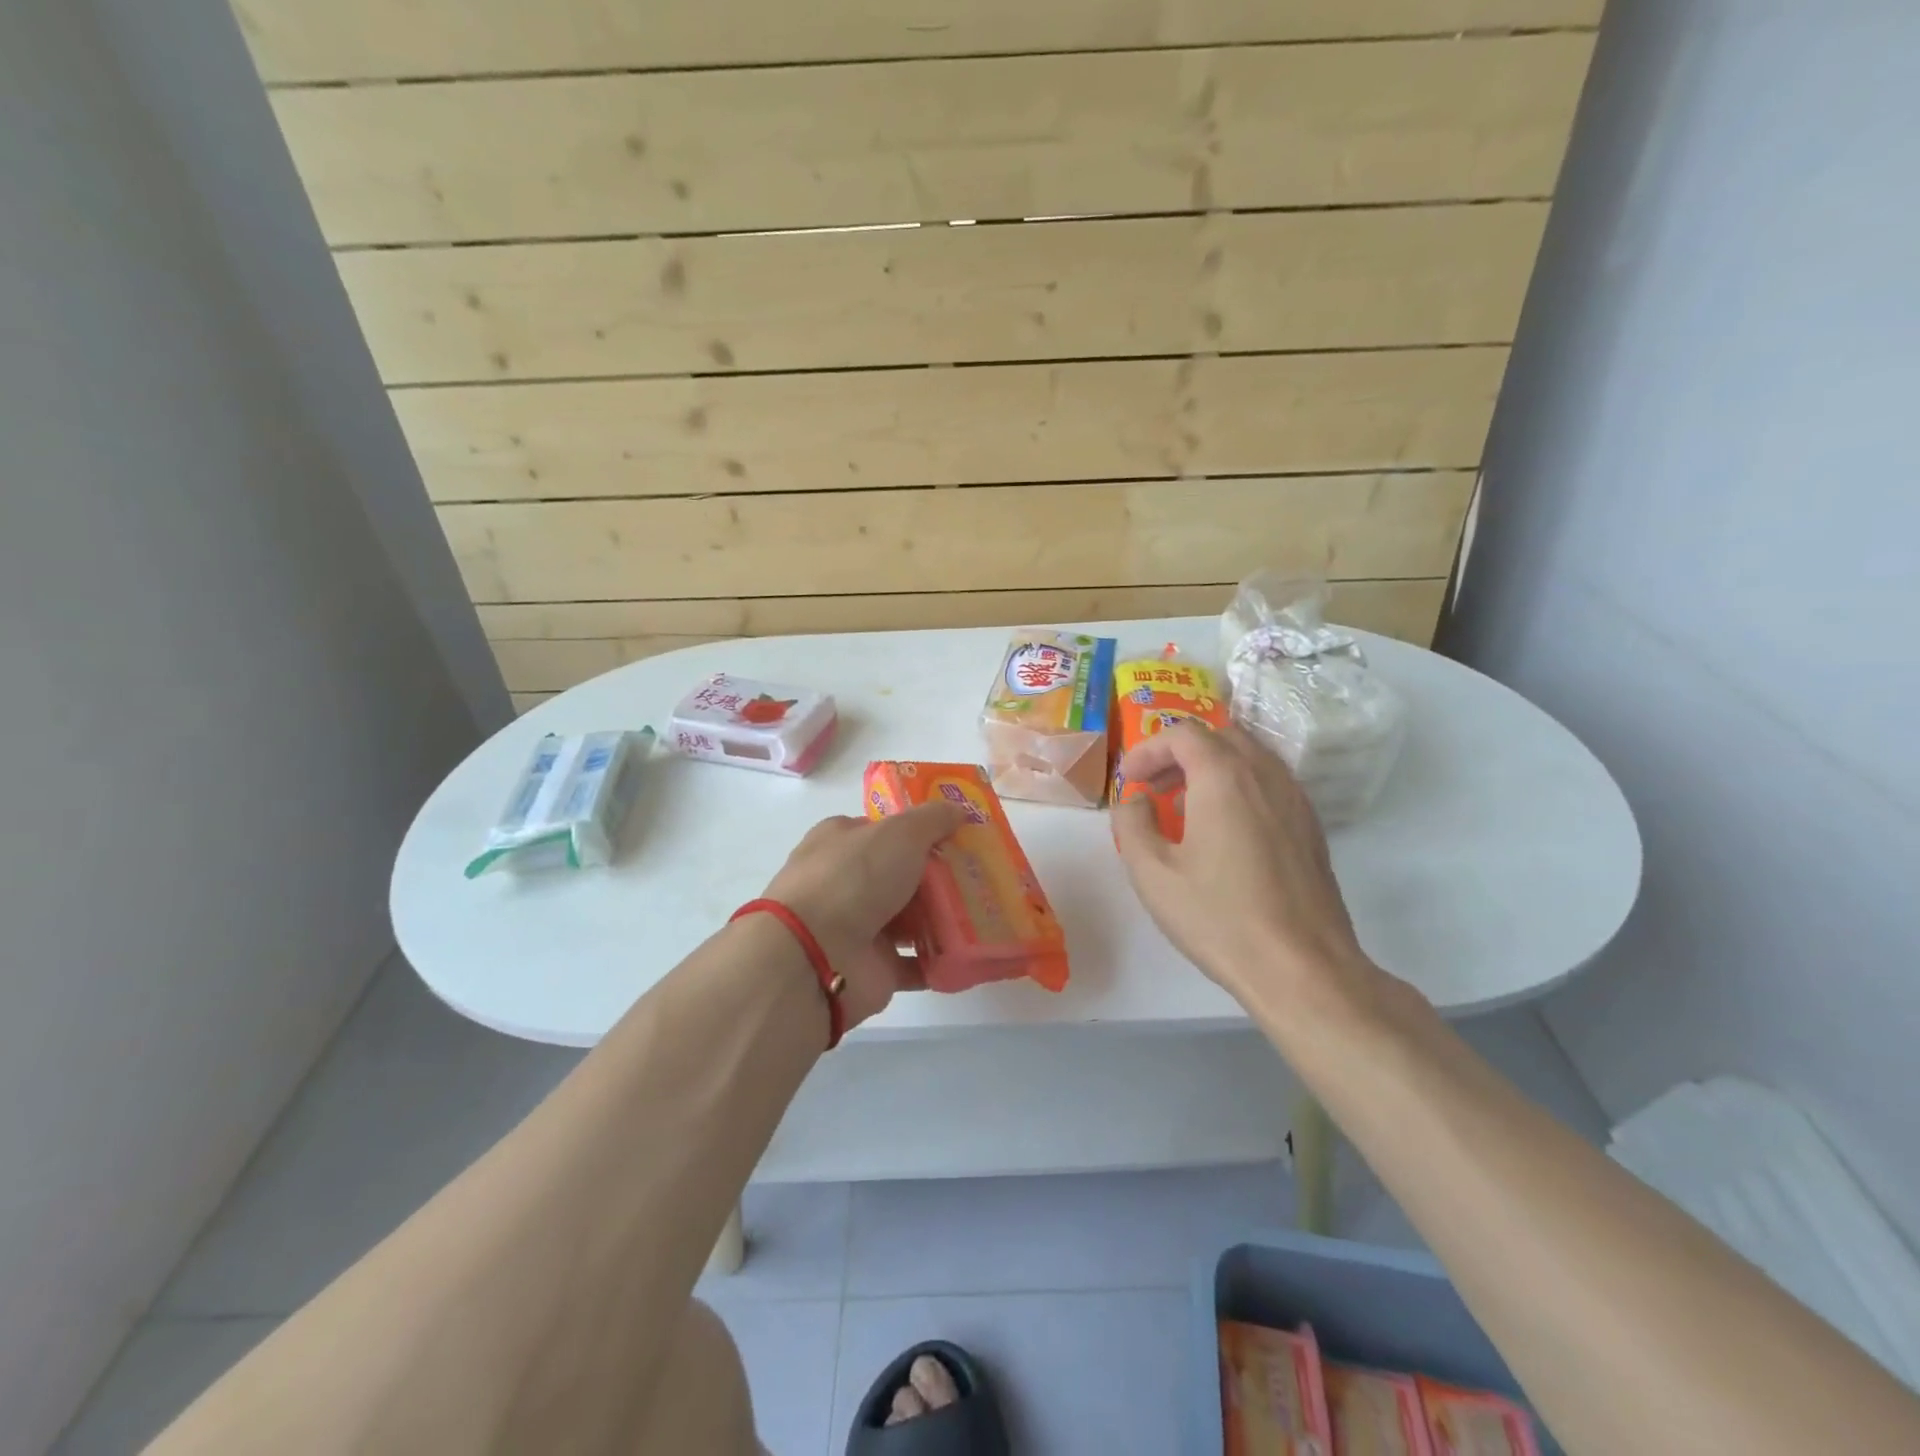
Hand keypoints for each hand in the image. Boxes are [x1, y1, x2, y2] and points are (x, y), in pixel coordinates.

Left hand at [761, 802, 966, 1028]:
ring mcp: (858, 928)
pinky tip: (974, 952)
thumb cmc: (854, 878)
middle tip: (982, 875)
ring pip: (911, 919)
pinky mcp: (874, 968)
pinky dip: (942, 960)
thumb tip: (960, 809)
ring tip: (988, 912)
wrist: (816, 955)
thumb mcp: (900, 832)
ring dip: (944, 918)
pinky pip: (917, 963)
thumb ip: (933, 819)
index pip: (883, 831)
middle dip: (939, 877)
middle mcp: (846, 882)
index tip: (958, 836)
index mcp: (841, 841)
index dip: (919, 831)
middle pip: (901, 875)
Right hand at [1112, 722, 1377, 1009]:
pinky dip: (1240, 787)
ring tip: (1185, 806)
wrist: (1302, 969)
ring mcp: (1296, 800)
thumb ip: (1132, 824)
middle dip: (1180, 752)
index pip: (1183, 734)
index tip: (1130, 780)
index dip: (1149, 749)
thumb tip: (1135, 801)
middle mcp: (1266, 776)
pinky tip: (1224, 831)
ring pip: (1250, 758)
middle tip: (1154, 786)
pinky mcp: (1311, 828)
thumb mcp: (1152, 873)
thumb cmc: (1219, 918)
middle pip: (1221, 737)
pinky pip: (1270, 785)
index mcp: (1224, 777)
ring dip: (1212, 768)